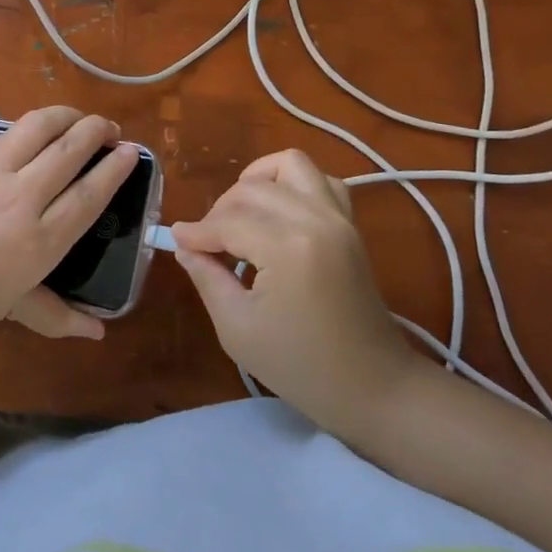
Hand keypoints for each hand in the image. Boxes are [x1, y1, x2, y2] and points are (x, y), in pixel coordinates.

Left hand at [0, 106, 138, 340]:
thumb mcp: (12, 307)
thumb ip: (57, 315)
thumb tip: (98, 333)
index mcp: (40, 241)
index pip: (89, 194)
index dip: (115, 168)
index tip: (132, 152)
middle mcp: (24, 199)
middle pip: (71, 150)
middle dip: (98, 130)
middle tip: (111, 129)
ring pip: (42, 127)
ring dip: (68, 115)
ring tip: (81, 119)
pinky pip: (13, 132)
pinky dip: (37, 124)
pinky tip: (42, 129)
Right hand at [171, 149, 423, 435]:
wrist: (374, 386)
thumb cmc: (302, 367)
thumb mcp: (238, 329)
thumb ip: (208, 278)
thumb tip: (185, 247)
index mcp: (288, 247)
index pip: (228, 222)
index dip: (196, 232)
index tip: (177, 242)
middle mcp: (316, 219)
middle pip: (252, 189)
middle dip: (220, 210)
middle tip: (207, 243)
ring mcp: (339, 217)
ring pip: (289, 165)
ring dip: (257, 181)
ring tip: (241, 214)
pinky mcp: (350, 223)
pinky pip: (320, 179)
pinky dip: (293, 184)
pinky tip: (277, 212)